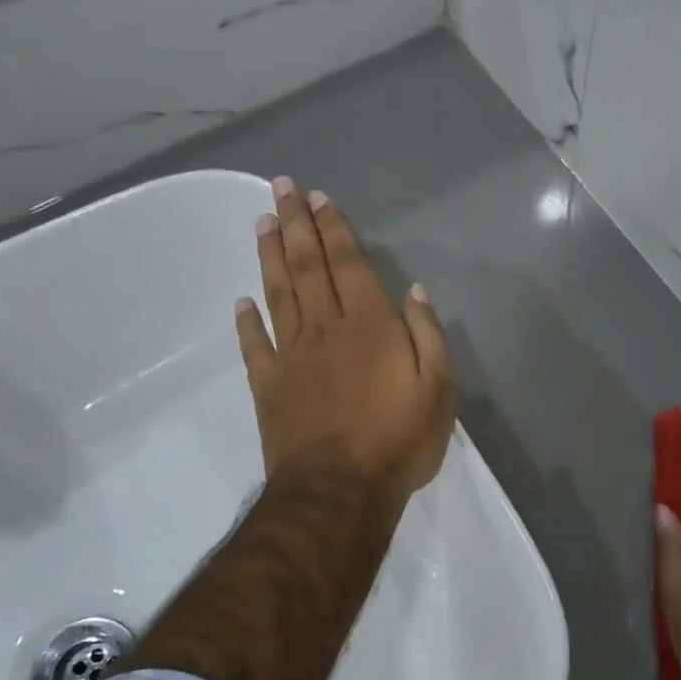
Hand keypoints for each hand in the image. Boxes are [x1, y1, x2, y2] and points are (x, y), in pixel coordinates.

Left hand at [236, 178, 455, 513]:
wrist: (339, 492)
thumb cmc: (397, 441)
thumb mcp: (438, 390)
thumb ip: (427, 337)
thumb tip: (413, 292)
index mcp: (368, 327)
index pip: (347, 265)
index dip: (333, 229)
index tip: (318, 198)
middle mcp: (325, 330)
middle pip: (306, 268)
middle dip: (295, 225)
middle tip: (282, 187)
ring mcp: (291, 357)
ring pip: (278, 295)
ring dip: (269, 256)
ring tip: (262, 222)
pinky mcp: (269, 386)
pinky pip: (254, 345)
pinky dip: (247, 321)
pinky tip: (242, 301)